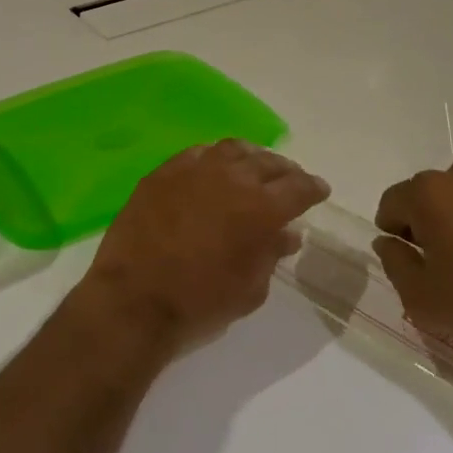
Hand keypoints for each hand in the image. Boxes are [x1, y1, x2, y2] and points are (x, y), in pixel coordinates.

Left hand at [75, 140, 329, 353]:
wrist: (134, 299)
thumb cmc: (200, 303)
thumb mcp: (250, 289)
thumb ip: (271, 254)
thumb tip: (287, 233)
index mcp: (262, 208)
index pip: (299, 187)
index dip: (312, 188)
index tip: (319, 191)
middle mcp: (233, 178)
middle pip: (268, 163)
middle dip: (285, 171)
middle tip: (290, 179)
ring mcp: (195, 170)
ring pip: (233, 150)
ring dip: (251, 157)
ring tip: (255, 167)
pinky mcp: (164, 172)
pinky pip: (197, 153)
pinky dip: (214, 157)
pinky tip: (215, 167)